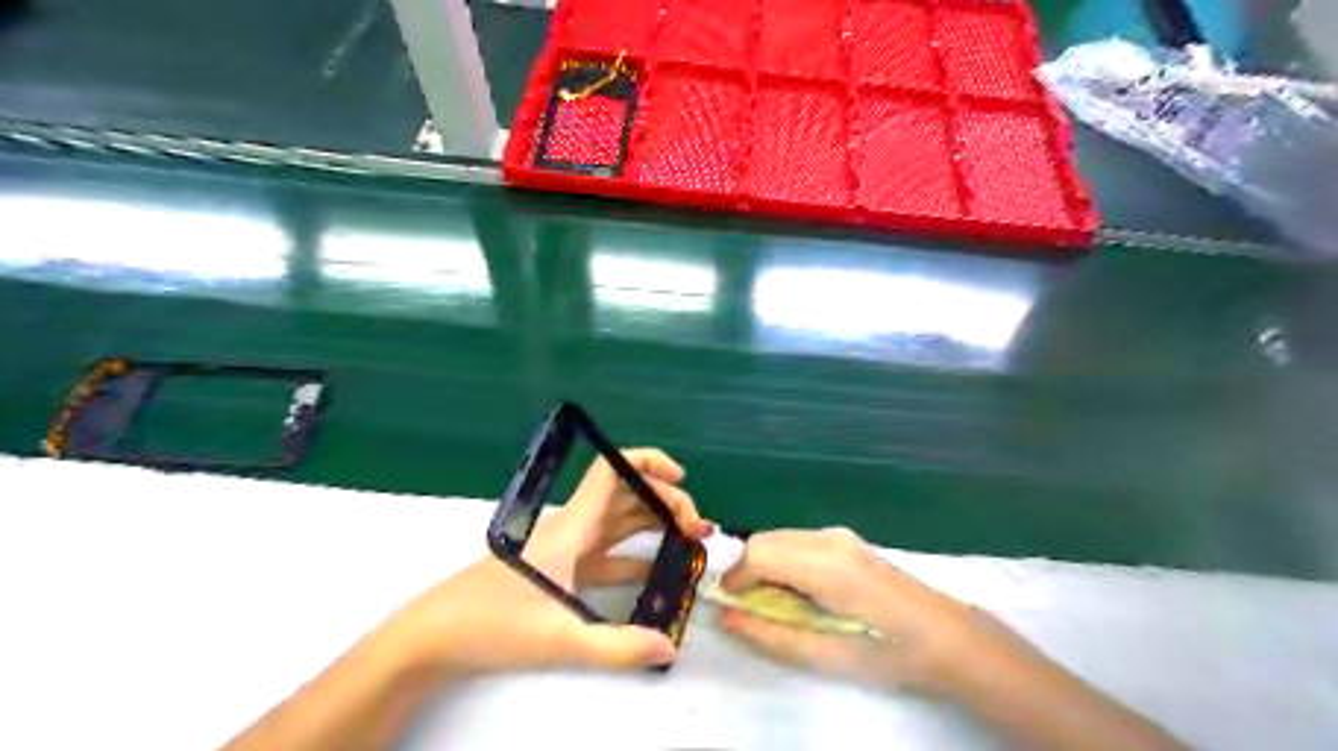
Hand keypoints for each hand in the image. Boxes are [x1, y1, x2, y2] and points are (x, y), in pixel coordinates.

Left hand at [382, 449, 715, 678]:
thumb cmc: (492, 623)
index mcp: (573, 526)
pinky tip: (659, 569)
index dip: (649, 462)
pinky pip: (610, 551)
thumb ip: (616, 647)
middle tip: (698, 527)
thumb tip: (669, 647)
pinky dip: (638, 552)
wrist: (437, 635)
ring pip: (621, 520)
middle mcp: (574, 527)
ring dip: (656, 522)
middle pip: (628, 495)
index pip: (613, 471)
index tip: (682, 477)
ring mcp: (569, 547)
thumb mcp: (558, 638)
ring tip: (692, 540)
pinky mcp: (564, 568)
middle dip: (667, 500)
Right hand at [723, 529, 1014, 692]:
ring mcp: (839, 535)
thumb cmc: (890, 653)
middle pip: (765, 539)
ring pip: (780, 538)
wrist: (947, 636)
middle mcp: (828, 538)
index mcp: (826, 565)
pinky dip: (784, 560)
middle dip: (748, 570)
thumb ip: (772, 635)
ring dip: (765, 565)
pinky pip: (797, 541)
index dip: (736, 578)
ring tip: (777, 603)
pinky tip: (801, 591)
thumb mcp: (828, 655)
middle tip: (751, 607)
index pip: (759, 552)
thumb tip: (726, 617)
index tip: (731, 606)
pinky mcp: (845, 539)